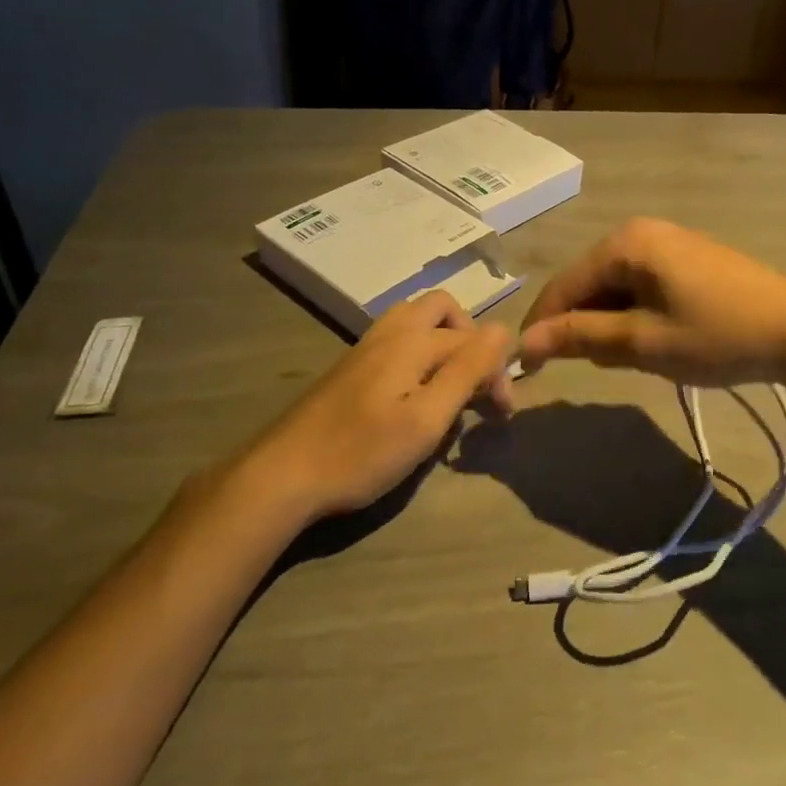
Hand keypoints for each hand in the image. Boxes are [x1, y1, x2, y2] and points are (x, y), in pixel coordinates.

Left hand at [243, 292, 513, 518]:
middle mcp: (391, 331)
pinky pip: (398, 340)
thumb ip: (467, 371)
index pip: (474, 341)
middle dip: (470, 341)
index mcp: (413, 339)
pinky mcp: (352, 367)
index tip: (501, 416)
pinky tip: (415, 396)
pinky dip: (420, 355)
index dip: (497, 374)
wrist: (282, 475)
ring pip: (418, 322)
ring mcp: (367, 347)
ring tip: (450, 386)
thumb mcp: (426, 418)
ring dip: (444, 344)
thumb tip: (503, 330)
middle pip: (443, 310)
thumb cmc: (361, 452)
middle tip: (477, 385)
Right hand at [518, 218, 785, 388]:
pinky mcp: (688, 257)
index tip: (526, 367)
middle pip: (588, 281)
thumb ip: (580, 337)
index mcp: (624, 243)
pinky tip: (653, 339)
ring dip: (609, 321)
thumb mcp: (641, 341)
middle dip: (580, 324)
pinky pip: (642, 284)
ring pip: (615, 285)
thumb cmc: (715, 336)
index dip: (542, 326)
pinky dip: (635, 313)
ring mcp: (668, 241)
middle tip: (590, 368)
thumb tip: (525, 341)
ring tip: (628, 358)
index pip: (563, 285)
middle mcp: (641, 231)